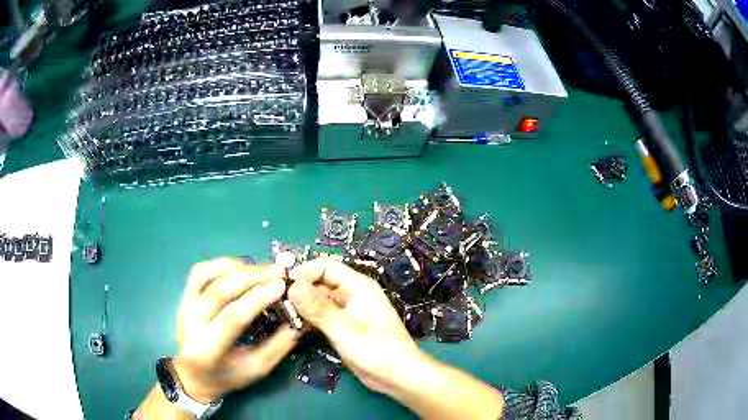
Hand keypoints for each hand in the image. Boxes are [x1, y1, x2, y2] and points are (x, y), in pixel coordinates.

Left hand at [172, 258, 299, 402]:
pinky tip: (241, 269)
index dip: (257, 299)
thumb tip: (300, 320)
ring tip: (261, 271)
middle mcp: (190, 323)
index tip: (280, 286)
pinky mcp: (183, 296)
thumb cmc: (227, 376)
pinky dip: (222, 265)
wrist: (193, 374)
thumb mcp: (257, 369)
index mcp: (207, 349)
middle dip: (251, 277)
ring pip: (207, 274)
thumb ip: (279, 346)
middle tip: (277, 272)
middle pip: (219, 290)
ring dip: (237, 268)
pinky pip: (201, 271)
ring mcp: (183, 305)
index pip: (232, 317)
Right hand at [287, 258, 426, 393]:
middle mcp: (353, 295)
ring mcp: (348, 312)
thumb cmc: (376, 350)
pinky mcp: (345, 327)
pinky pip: (323, 316)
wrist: (398, 377)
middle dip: (301, 288)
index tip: (282, 284)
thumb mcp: (344, 329)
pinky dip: (310, 318)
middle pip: (322, 282)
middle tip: (278, 301)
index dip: (304, 271)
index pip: (326, 266)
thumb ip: (318, 308)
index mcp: (358, 286)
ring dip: (304, 305)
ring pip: (321, 300)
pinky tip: (295, 325)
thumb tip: (292, 285)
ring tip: (283, 312)